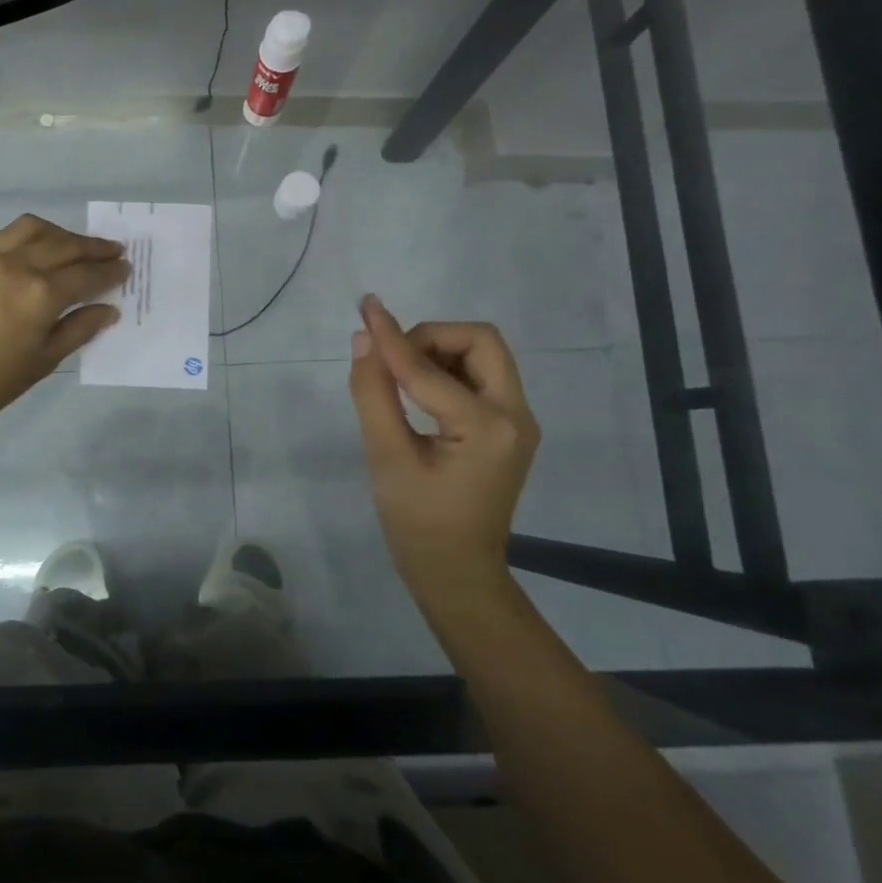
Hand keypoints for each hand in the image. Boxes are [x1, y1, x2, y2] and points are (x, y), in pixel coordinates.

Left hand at [0, 214, 128, 436]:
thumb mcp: (42, 362)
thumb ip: (78, 330)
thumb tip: (108, 309)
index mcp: (41, 294)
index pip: (86, 276)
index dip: (110, 272)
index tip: (127, 268)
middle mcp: (21, 267)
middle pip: (66, 246)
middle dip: (94, 248)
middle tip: (116, 251)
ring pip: (38, 230)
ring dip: (65, 234)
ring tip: (80, 246)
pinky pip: (13, 235)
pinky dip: (37, 234)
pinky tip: (44, 248)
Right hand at [347, 295, 539, 609]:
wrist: (457, 574)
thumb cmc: (417, 524)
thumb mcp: (387, 458)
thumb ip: (373, 393)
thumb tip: (363, 340)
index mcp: (488, 428)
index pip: (429, 369)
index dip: (392, 338)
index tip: (365, 308)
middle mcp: (516, 416)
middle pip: (481, 341)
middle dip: (432, 337)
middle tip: (393, 358)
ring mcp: (517, 422)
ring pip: (483, 355)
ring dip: (440, 351)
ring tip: (400, 378)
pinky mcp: (508, 428)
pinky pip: (481, 377)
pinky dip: (447, 371)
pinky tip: (418, 392)